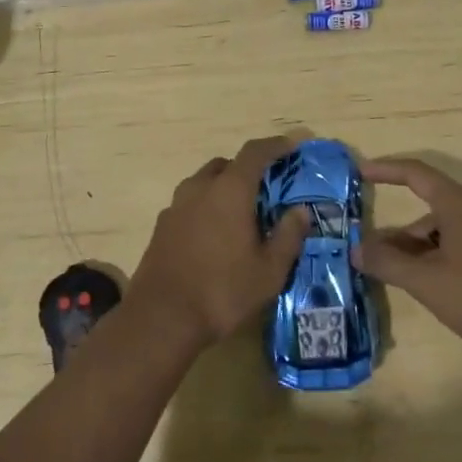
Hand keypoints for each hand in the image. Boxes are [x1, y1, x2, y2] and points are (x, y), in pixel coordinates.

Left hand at [129, 136, 313, 355]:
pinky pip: (191, 203)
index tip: (293, 144)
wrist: (161, 317)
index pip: (255, 152)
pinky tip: (216, 234)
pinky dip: (207, 206)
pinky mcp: (162, 225)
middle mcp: (200, 187)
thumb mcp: (269, 271)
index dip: (276, 145)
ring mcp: (177, 205)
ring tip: (243, 213)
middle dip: (249, 169)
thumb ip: (288, 236)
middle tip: (269, 188)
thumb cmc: (222, 291)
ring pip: (205, 182)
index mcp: (230, 190)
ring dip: (225, 188)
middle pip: (228, 165)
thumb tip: (300, 211)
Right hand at [355, 157, 461, 358]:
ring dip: (414, 250)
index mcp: (457, 205)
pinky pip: (457, 250)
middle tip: (368, 253)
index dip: (386, 170)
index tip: (359, 173)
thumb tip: (355, 249)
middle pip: (426, 211)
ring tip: (392, 277)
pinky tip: (426, 288)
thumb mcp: (427, 280)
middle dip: (396, 232)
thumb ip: (388, 263)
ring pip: (442, 234)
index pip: (415, 174)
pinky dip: (434, 261)